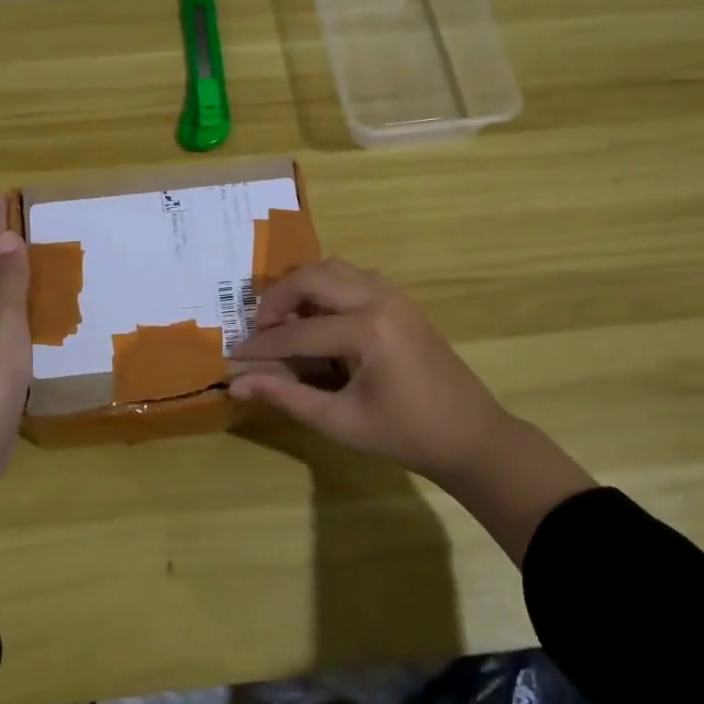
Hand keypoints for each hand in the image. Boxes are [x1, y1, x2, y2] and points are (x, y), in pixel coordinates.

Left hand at [0, 195, 32, 489]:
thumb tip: (6, 237)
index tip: (8, 198)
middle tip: (29, 223)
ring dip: (16, 279)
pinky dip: (26, 312)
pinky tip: (43, 318)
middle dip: (6, 248)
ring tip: (41, 262)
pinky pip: (12, 327)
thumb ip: (7, 282)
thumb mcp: (3, 322)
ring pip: (0, 301)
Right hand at [228, 259, 510, 479]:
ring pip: (334, 268)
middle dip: (278, 298)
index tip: (233, 356)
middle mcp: (379, 300)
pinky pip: (355, 276)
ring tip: (287, 319)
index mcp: (366, 331)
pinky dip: (329, 286)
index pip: (297, 331)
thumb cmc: (404, 435)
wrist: (470, 435)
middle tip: (260, 327)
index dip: (261, 346)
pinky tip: (321, 317)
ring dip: (304, 286)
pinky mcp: (402, 300)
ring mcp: (394, 295)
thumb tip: (237, 385)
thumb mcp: (340, 422)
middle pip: (312, 277)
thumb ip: (286, 397)